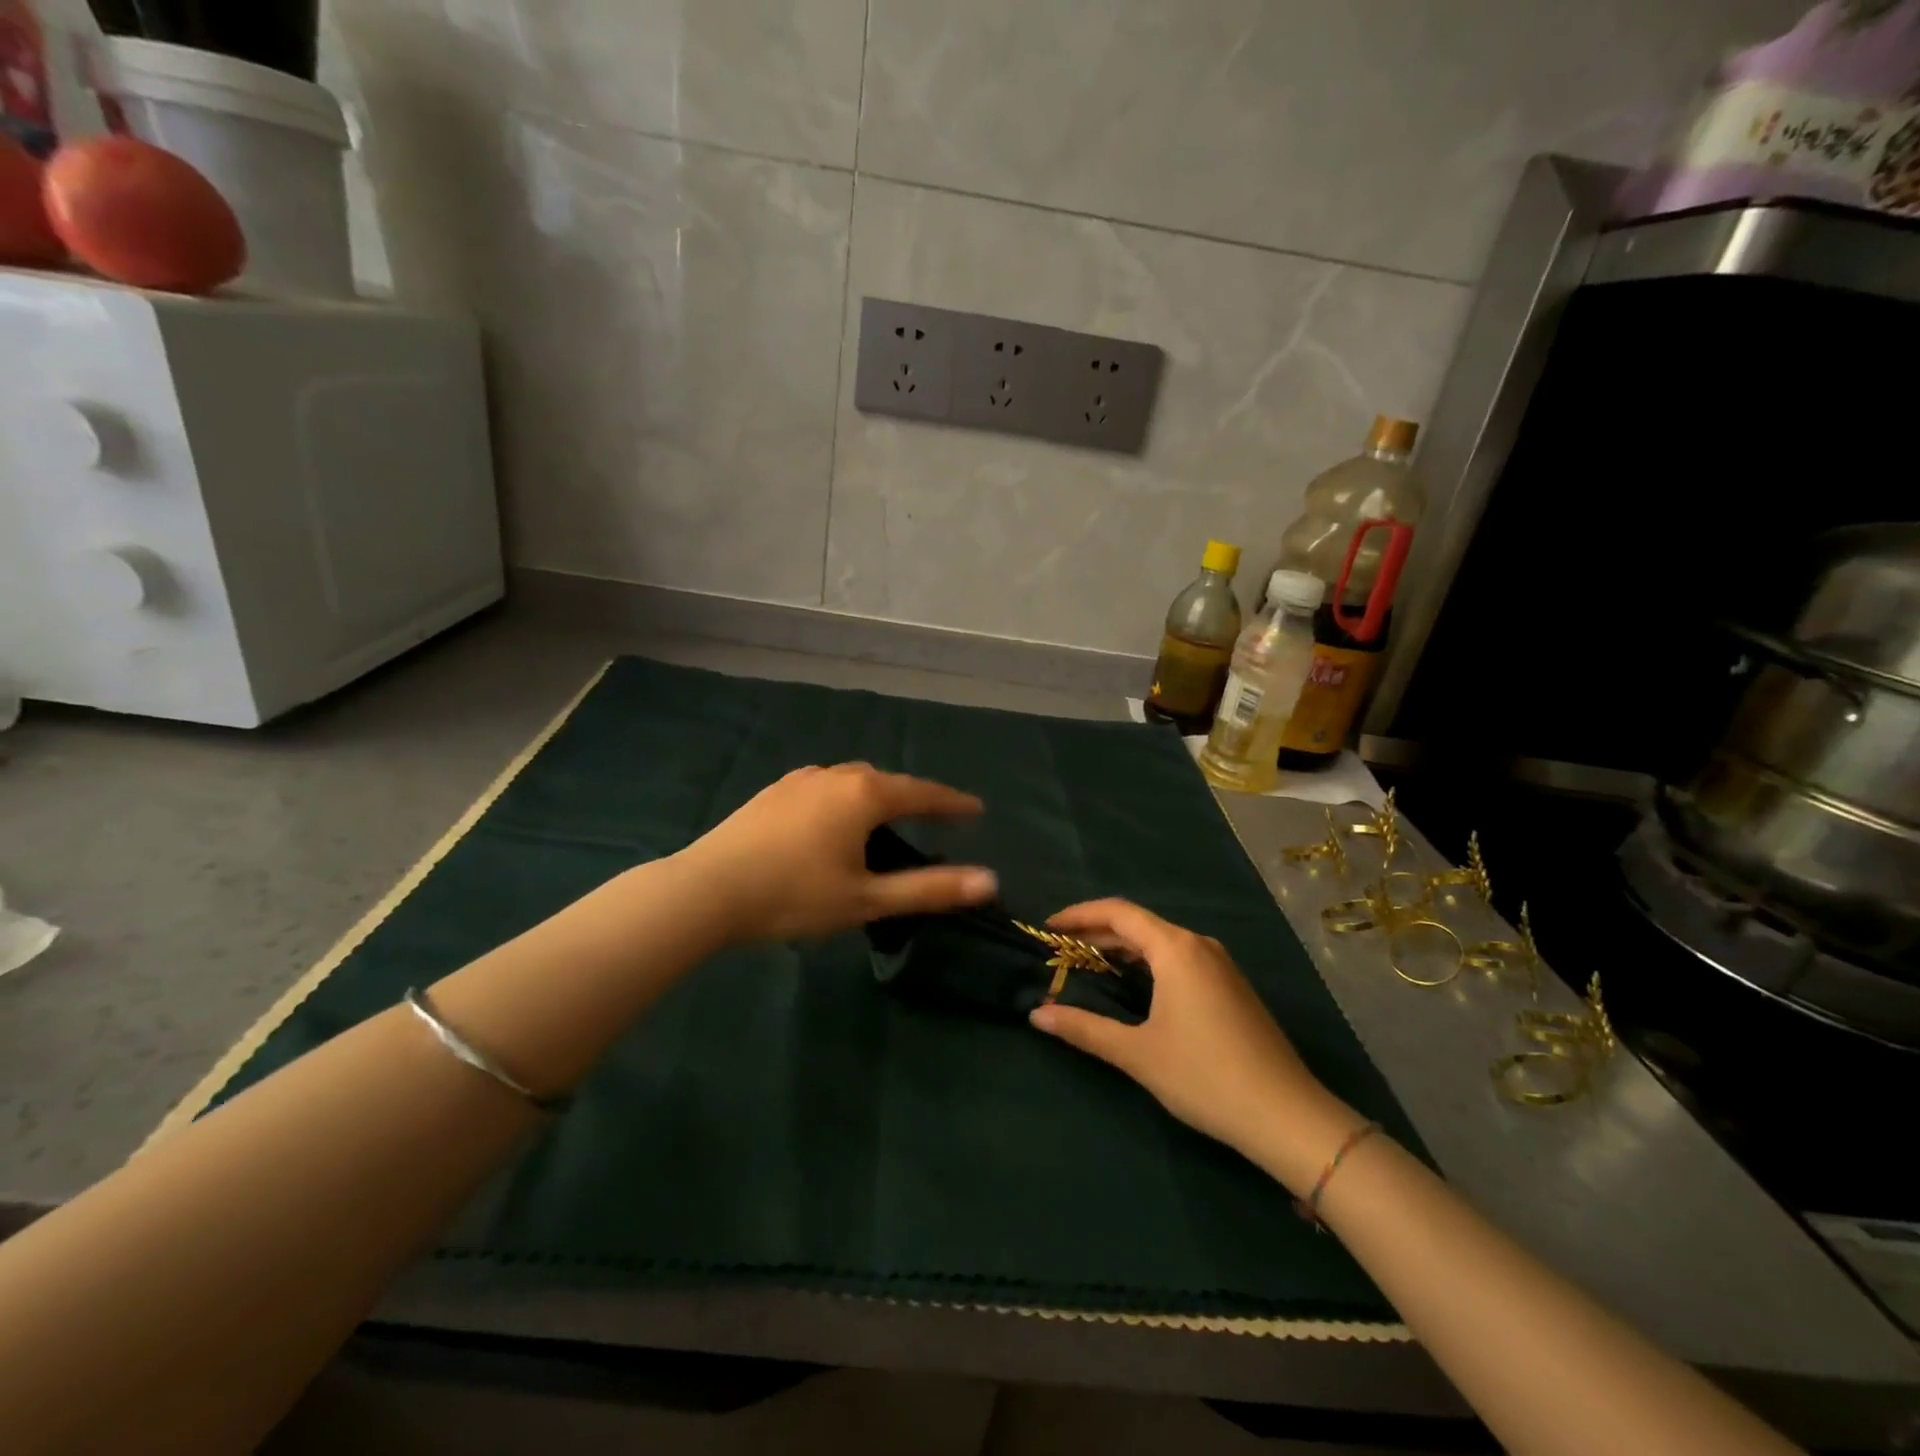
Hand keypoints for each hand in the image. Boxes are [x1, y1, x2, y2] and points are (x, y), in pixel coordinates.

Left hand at [676, 763, 996, 942]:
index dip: (953, 803)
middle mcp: (835, 776)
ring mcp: (800, 780)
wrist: (707, 889)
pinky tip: (833, 822)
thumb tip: (989, 881)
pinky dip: (845, 799)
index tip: (977, 810)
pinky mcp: (774, 792)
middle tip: (935, 819)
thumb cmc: (793, 896)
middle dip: (915, 798)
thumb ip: (929, 889)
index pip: (923, 793)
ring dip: (877, 797)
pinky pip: (825, 787)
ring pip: (853, 781)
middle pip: (887, 782)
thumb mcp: (867, 899)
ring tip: (886, 821)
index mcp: (864, 795)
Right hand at [1029, 899, 1360, 1190]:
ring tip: (1089, 965)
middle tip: (1061, 951)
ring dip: (1122, 948)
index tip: (1048, 929)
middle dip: (1096, 933)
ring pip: (1160, 942)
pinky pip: (1179, 958)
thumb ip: (1085, 1029)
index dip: (1079, 915)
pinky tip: (1134, 985)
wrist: (1286, 1115)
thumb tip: (1036, 1016)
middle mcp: (1198, 945)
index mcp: (1175, 948)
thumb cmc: (1205, 1076)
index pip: (1118, 912)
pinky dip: (1147, 962)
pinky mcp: (1231, 986)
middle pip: (1138, 924)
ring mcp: (1220, 964)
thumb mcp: (1137, 1053)